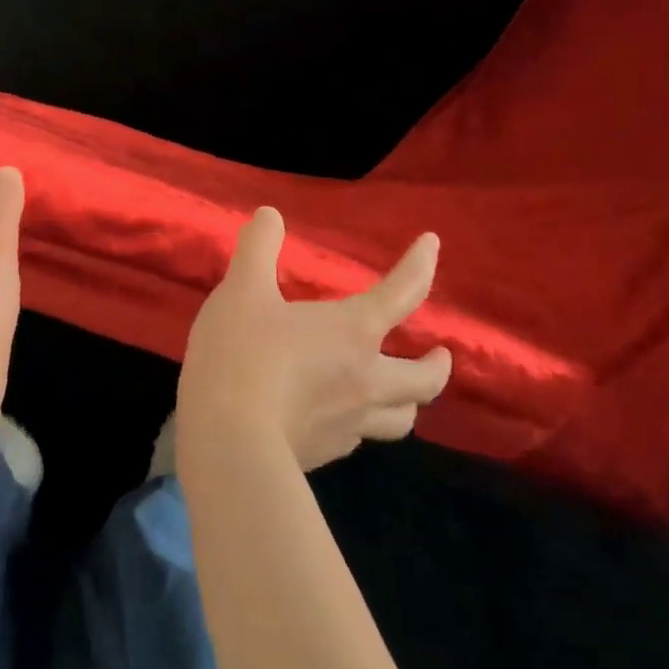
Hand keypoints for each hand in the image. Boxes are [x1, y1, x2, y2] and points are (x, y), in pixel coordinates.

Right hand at [176, 208, 450, 471]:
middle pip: (424, 380)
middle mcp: (365, 379)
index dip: (420, 265)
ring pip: (400, 419)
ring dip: (409, 403)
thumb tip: (270, 216)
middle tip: (440, 355)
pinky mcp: (325, 453)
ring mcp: (349, 424)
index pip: (401, 293)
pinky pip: (358, 438)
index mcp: (352, 333)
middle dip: (437, 365)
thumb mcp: (241, 290)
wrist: (229, 440)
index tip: (432, 244)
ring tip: (401, 395)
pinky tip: (340, 420)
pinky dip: (361, 424)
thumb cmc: (242, 355)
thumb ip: (257, 249)